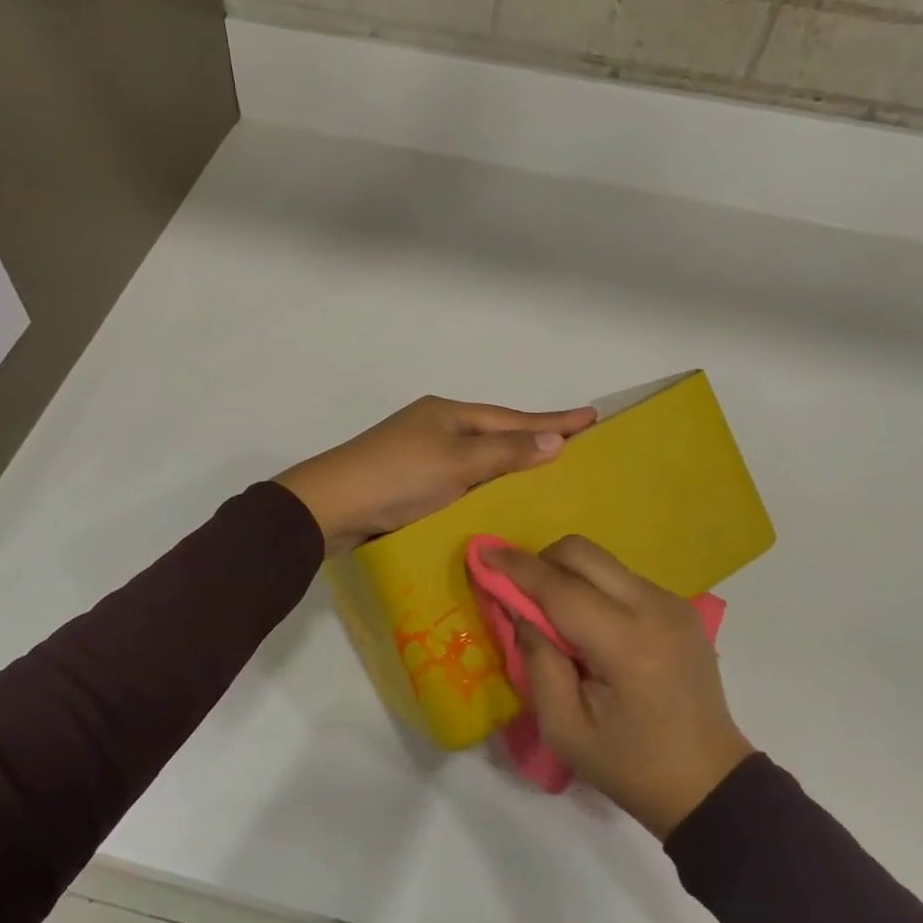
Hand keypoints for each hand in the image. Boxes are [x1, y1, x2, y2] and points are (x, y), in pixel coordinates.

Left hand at [277, 397, 596, 557]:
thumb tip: (556, 441)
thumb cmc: (397, 477)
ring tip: (547, 474)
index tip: (592, 416)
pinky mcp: (409, 485)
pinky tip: (499, 502)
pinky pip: (461, 481)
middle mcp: (436, 428)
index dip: (553, 421)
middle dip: (534, 440)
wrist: (329, 508)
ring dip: (510, 466)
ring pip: (478, 460)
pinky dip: (484, 488)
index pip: (513, 418)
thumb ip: (506, 453)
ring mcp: (421, 455)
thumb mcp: (457, 463)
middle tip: (576, 446)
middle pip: (496, 434)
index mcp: (448, 414)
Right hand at [486, 537, 753, 838]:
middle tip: (520, 594)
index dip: (516, 567)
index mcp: (626, 644)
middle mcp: (653, 608)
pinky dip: (593, 587)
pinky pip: (621, 577)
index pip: (560, 588)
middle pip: (582, 553)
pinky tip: (590, 627)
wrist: (711, 785)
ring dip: (568, 575)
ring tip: (556, 618)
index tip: (482, 551)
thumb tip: (520, 609)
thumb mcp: (565, 728)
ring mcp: (671, 602)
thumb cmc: (632, 767)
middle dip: (541, 561)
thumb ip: (537, 660)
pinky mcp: (679, 605)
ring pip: (602, 561)